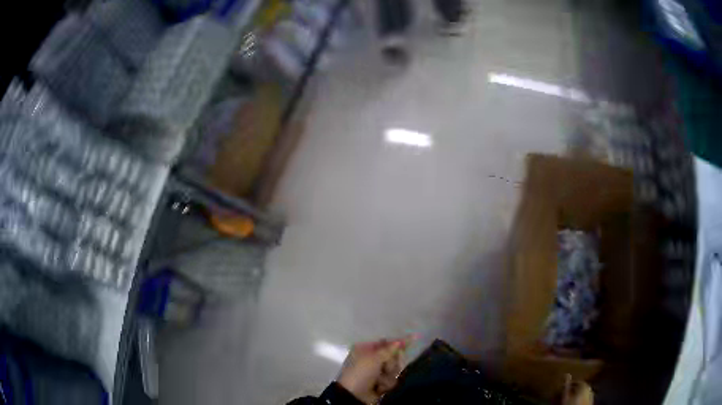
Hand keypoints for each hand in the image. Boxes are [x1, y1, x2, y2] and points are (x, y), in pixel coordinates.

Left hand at [337, 338, 408, 403]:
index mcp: (365, 349)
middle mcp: (371, 359)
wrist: (354, 396)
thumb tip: (399, 341)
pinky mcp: (380, 383)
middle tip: (385, 369)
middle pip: (392, 356)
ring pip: (394, 369)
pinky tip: (379, 388)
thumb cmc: (361, 373)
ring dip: (389, 376)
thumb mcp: (374, 358)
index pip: (386, 342)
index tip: (413, 338)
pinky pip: (392, 379)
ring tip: (379, 381)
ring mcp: (376, 372)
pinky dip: (387, 384)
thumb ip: (389, 349)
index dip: (398, 343)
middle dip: (391, 364)